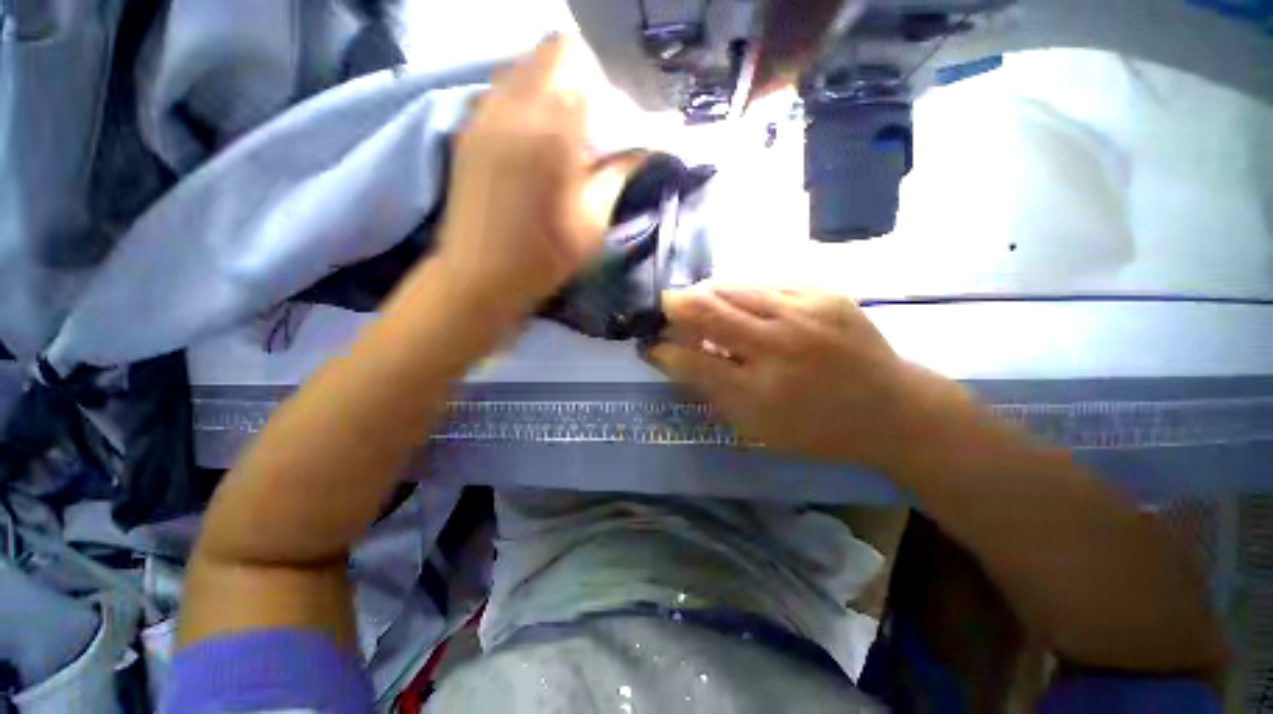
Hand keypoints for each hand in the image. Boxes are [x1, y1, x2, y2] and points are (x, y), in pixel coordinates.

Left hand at [435, 36, 632, 315]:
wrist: (479, 277)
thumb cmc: (545, 257)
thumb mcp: (594, 221)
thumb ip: (618, 173)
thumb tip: (643, 148)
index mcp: (552, 131)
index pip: (583, 67)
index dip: (604, 88)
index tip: (612, 123)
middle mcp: (513, 107)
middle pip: (549, 52)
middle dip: (577, 77)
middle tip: (589, 123)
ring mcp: (482, 115)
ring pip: (520, 67)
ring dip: (546, 85)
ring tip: (559, 129)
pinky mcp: (466, 131)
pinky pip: (497, 91)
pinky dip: (520, 100)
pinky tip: (528, 138)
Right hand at [648, 287, 977, 471]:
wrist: (893, 407)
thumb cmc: (817, 428)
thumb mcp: (757, 426)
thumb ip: (711, 388)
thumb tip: (672, 357)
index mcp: (762, 390)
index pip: (692, 360)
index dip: (663, 350)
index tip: (649, 344)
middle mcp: (780, 344)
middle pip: (709, 310)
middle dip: (677, 306)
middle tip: (668, 309)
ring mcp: (805, 310)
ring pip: (733, 287)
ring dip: (707, 294)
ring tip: (700, 304)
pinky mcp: (823, 291)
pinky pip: (764, 283)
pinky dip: (742, 293)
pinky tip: (741, 305)